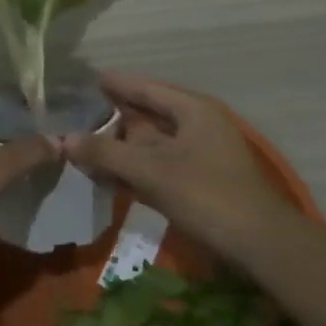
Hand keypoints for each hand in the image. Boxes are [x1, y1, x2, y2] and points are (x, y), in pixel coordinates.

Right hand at [60, 72, 292, 250]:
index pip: (147, 89)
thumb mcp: (152, 172)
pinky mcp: (200, 183)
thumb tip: (64, 139)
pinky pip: (159, 167)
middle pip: (148, 116)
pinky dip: (135, 169)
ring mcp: (201, 156)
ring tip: (84, 148)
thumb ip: (106, 153)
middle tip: (77, 117)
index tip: (89, 80)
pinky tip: (109, 177)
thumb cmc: (208, 196)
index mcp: (193, 111)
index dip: (117, 85)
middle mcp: (198, 126)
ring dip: (121, 149)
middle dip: (114, 120)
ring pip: (152, 144)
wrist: (262, 246)